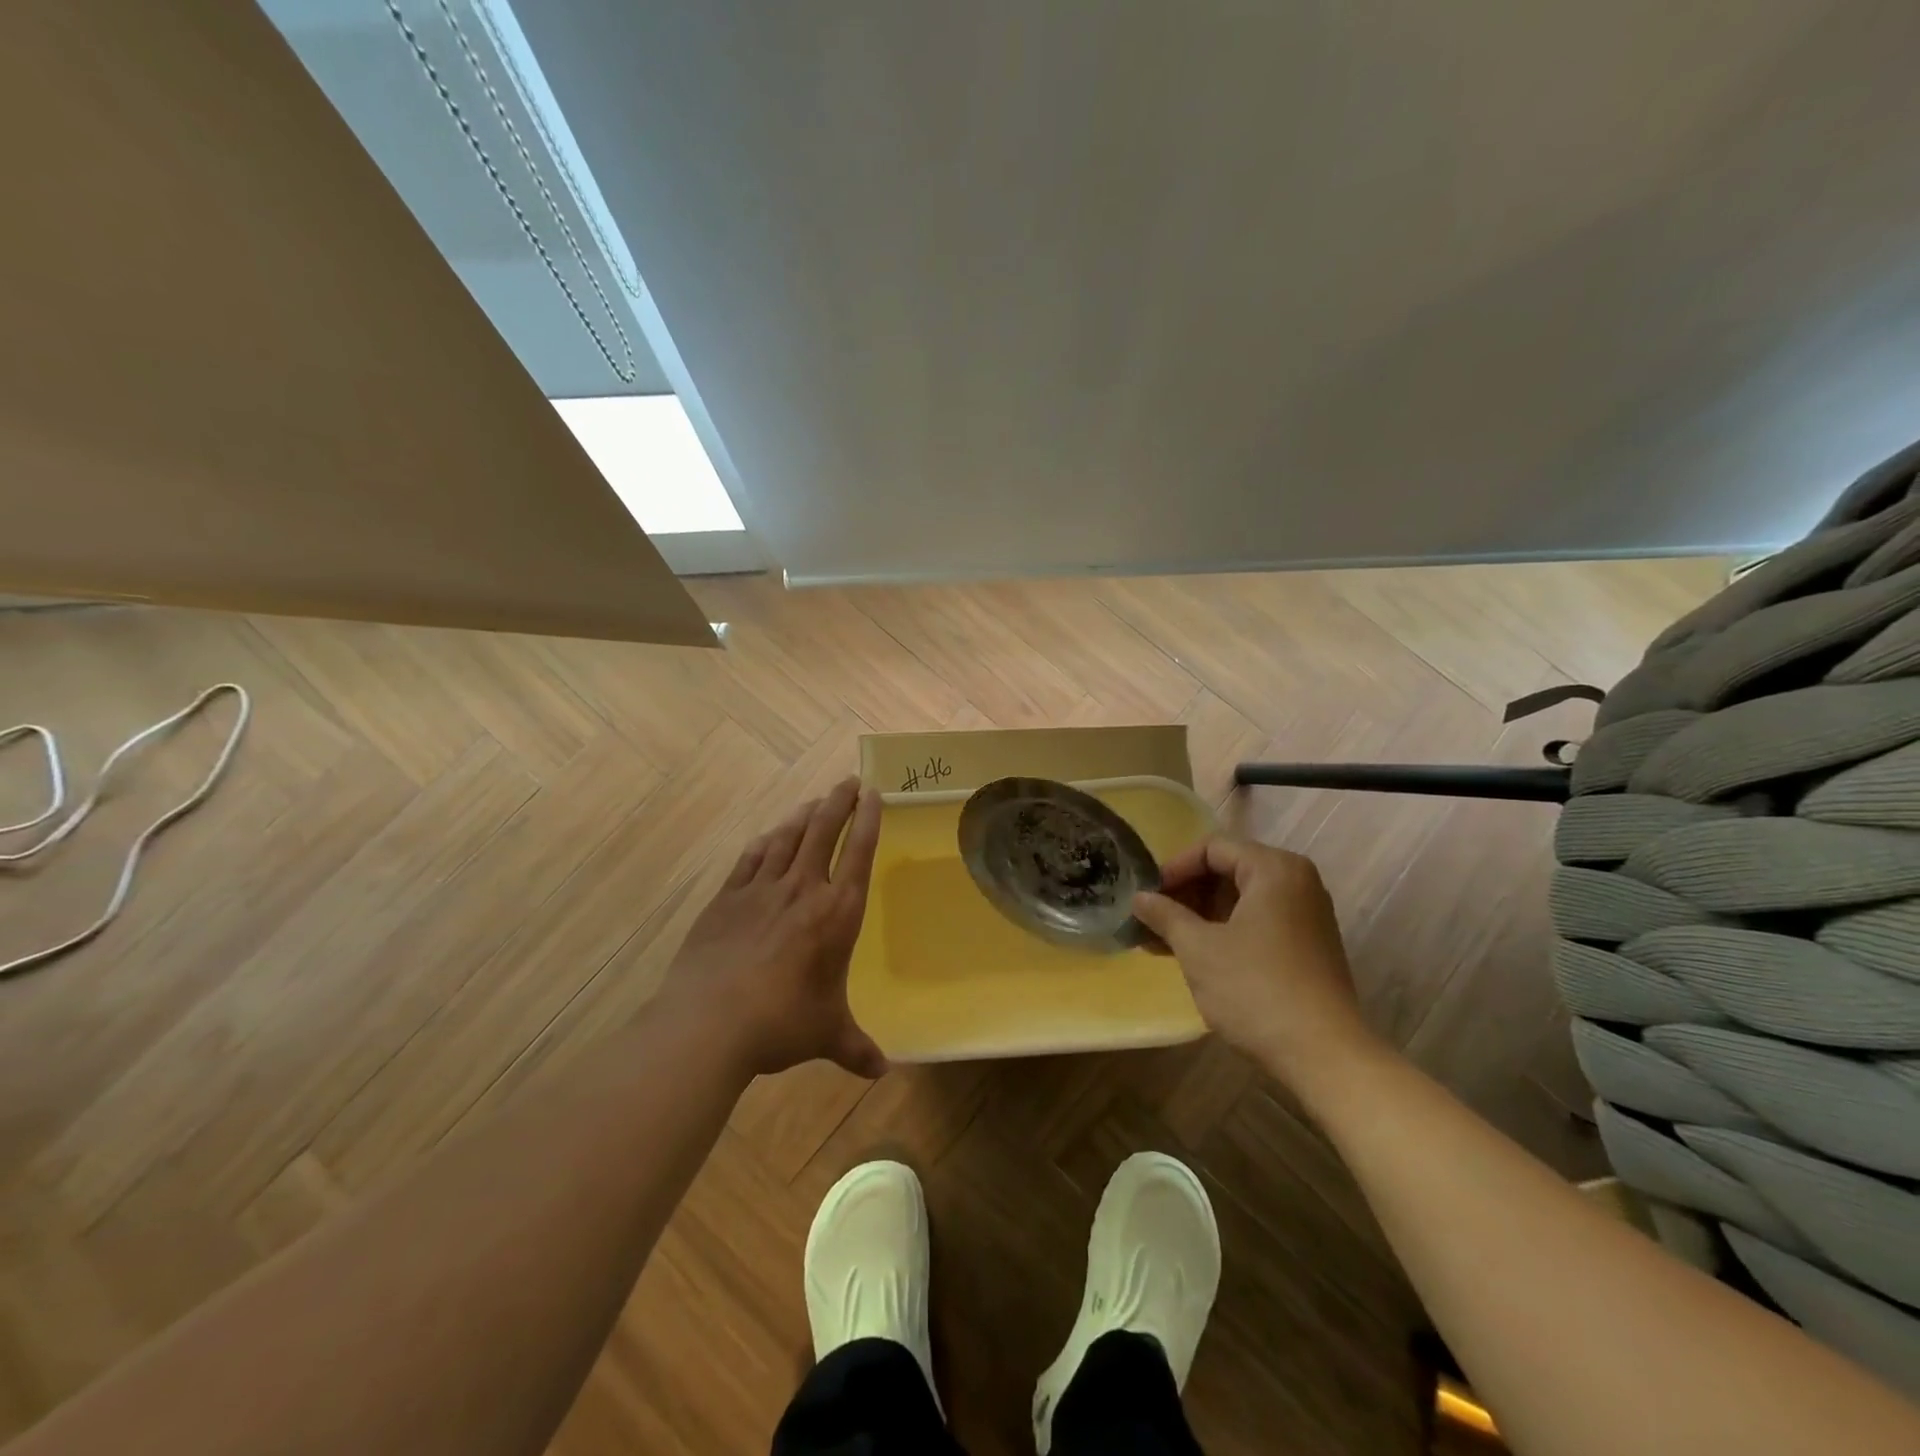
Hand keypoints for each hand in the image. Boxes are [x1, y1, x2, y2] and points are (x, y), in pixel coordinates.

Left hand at [660, 776, 888, 1080]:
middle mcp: (803, 890)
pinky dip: (764, 843)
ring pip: (787, 838)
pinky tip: (768, 836)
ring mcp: (761, 890)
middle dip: (839, 802)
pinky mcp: (726, 898)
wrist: (708, 1022)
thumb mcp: (826, 1034)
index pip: (859, 853)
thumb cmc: (781, 1023)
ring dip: (803, 815)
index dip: (869, 820)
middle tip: (848, 782)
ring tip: (815, 801)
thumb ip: (855, 1048)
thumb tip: (881, 1072)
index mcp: (837, 913)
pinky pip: (750, 859)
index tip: (875, 794)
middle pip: (824, 831)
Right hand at [1132, 838, 1379, 1086]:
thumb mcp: (1198, 948)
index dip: (1173, 868)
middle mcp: (1296, 882)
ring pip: (1240, 900)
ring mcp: (1306, 915)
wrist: (1324, 1056)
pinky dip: (1223, 931)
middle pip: (1227, 871)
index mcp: (1274, 869)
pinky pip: (1256, 922)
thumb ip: (1165, 915)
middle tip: (1150, 919)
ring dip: (1199, 916)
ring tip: (1160, 941)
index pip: (1212, 848)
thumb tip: (1139, 898)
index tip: (1147, 895)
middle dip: (1185, 895)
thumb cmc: (1255, 989)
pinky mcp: (1307, 946)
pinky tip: (1192, 955)